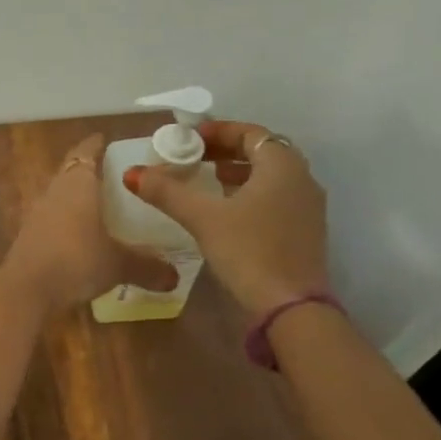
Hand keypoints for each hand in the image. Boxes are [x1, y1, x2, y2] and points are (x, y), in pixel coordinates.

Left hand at [0, 134, 180, 311]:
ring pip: (60, 195)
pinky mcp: (29, 235)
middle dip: (90, 171)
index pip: (85, 152)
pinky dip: (67, 221)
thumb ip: (148, 267)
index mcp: (77, 184)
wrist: (27, 290)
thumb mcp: (118, 264)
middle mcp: (55, 191)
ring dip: (77, 198)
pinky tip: (82, 236)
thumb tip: (175, 278)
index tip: (106, 141)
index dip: (96, 145)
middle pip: (71, 172)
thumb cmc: (77, 261)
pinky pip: (52, 218)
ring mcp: (37, 213)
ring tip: (102, 206)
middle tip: (116, 177)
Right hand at [124, 119, 329, 317]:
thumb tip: (132, 173)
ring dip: (239, 173)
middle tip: (194, 156)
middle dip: (227, 150)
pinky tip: (228, 211)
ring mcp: (308, 207)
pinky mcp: (305, 232)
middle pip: (262, 152)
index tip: (191, 137)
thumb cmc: (249, 250)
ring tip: (208, 179)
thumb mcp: (203, 217)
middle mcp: (302, 179)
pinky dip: (251, 193)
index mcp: (282, 165)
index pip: (251, 133)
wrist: (290, 308)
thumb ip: (168, 192)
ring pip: (270, 177)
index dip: (219, 131)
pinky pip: (276, 198)